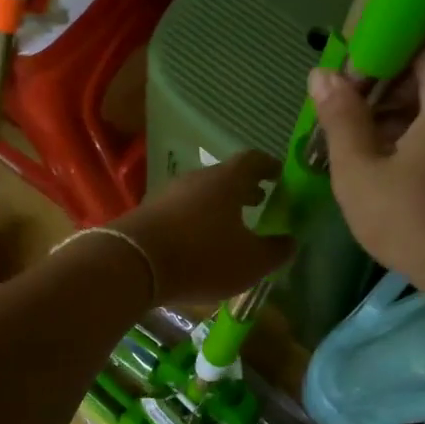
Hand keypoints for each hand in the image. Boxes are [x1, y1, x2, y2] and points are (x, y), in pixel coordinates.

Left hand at [114, 152, 292, 306]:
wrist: (132, 263)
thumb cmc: (202, 256)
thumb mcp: (250, 262)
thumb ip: (276, 251)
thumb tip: (291, 241)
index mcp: (227, 180)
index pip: (253, 160)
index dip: (270, 166)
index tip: (280, 176)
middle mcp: (197, 178)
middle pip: (225, 176)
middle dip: (244, 188)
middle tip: (259, 201)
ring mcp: (169, 193)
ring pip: (202, 192)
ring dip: (219, 204)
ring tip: (231, 225)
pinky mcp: (149, 212)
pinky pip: (181, 209)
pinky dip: (197, 219)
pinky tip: (199, 241)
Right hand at [311, 37, 424, 303]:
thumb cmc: (419, 223)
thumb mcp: (361, 172)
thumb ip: (340, 117)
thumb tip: (322, 74)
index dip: (383, 49)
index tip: (350, 80)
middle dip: (387, 87)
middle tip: (349, 119)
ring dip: (404, 116)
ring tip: (365, 149)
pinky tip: (398, 170)